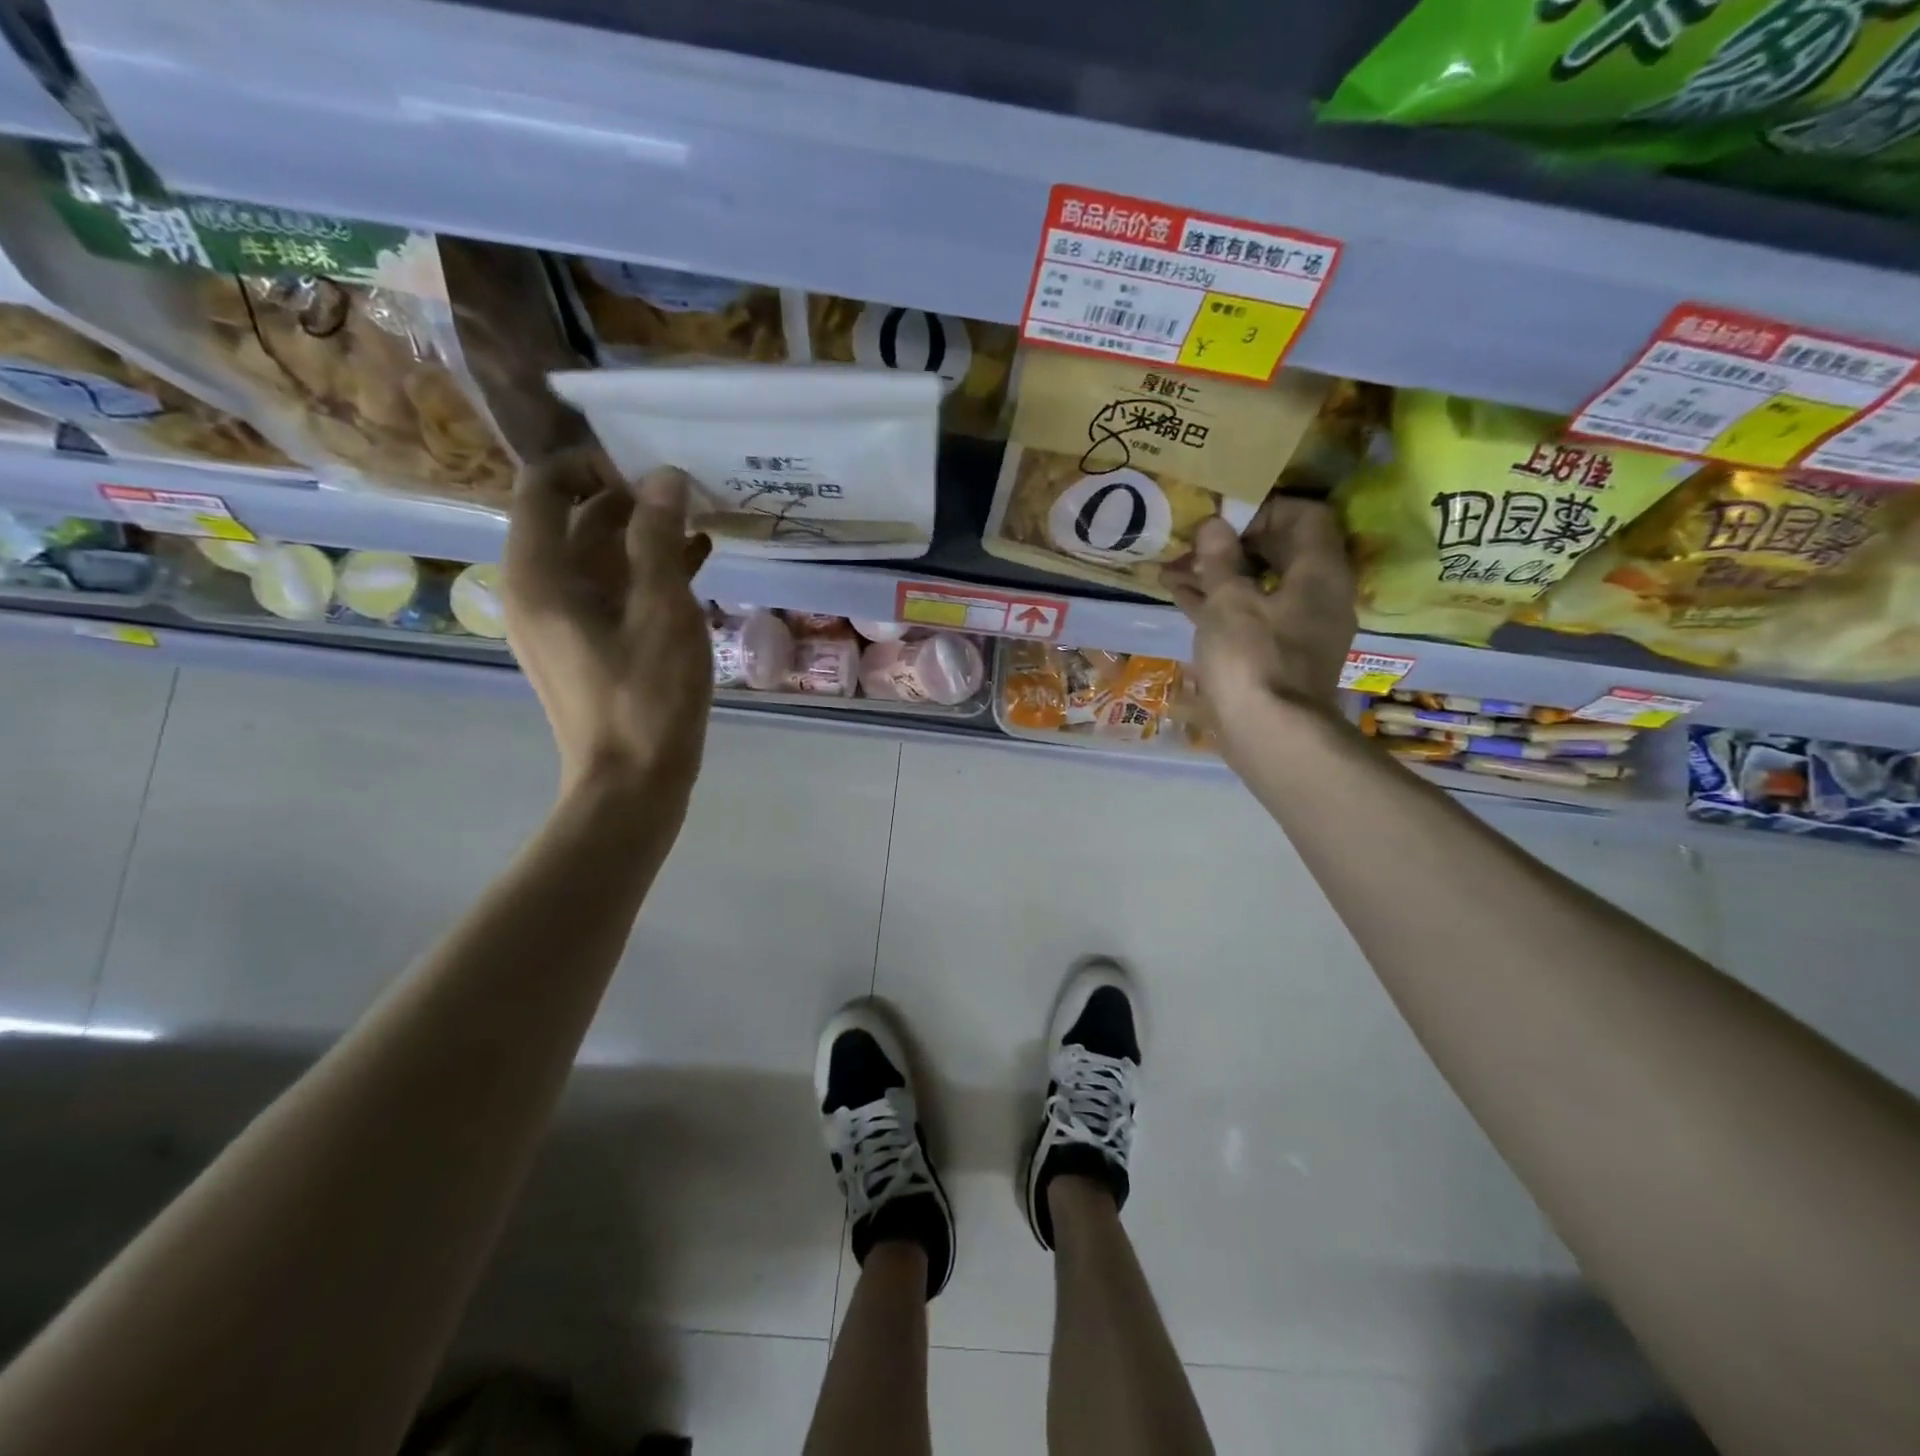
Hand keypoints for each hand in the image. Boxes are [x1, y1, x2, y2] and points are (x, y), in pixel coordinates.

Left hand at [504, 450, 713, 799]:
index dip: (592, 465)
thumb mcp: (662, 611)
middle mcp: (539, 591)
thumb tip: (664, 476)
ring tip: (701, 524)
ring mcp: (562, 622)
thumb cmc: (646, 697)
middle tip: (688, 493)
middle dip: (629, 501)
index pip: (544, 487)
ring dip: (645, 538)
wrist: (632, 784)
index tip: (649, 468)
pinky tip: (697, 566)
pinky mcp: (588, 646)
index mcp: (540, 575)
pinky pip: (612, 592)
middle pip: (574, 521)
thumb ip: (659, 538)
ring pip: (600, 558)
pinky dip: (647, 575)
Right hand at [1163, 496, 1355, 763]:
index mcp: (1319, 573)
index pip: (1305, 516)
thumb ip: (1220, 560)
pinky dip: (1220, 604)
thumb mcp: (1228, 602)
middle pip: (1279, 552)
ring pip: (1259, 585)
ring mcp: (1298, 628)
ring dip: (1219, 575)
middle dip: (1231, 544)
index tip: (1223, 517)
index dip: (1264, 509)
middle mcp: (1318, 595)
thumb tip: (1215, 525)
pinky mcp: (1277, 655)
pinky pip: (1250, 615)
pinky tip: (1180, 598)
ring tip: (1172, 570)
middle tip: (1191, 543)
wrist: (1269, 735)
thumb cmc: (1251, 659)